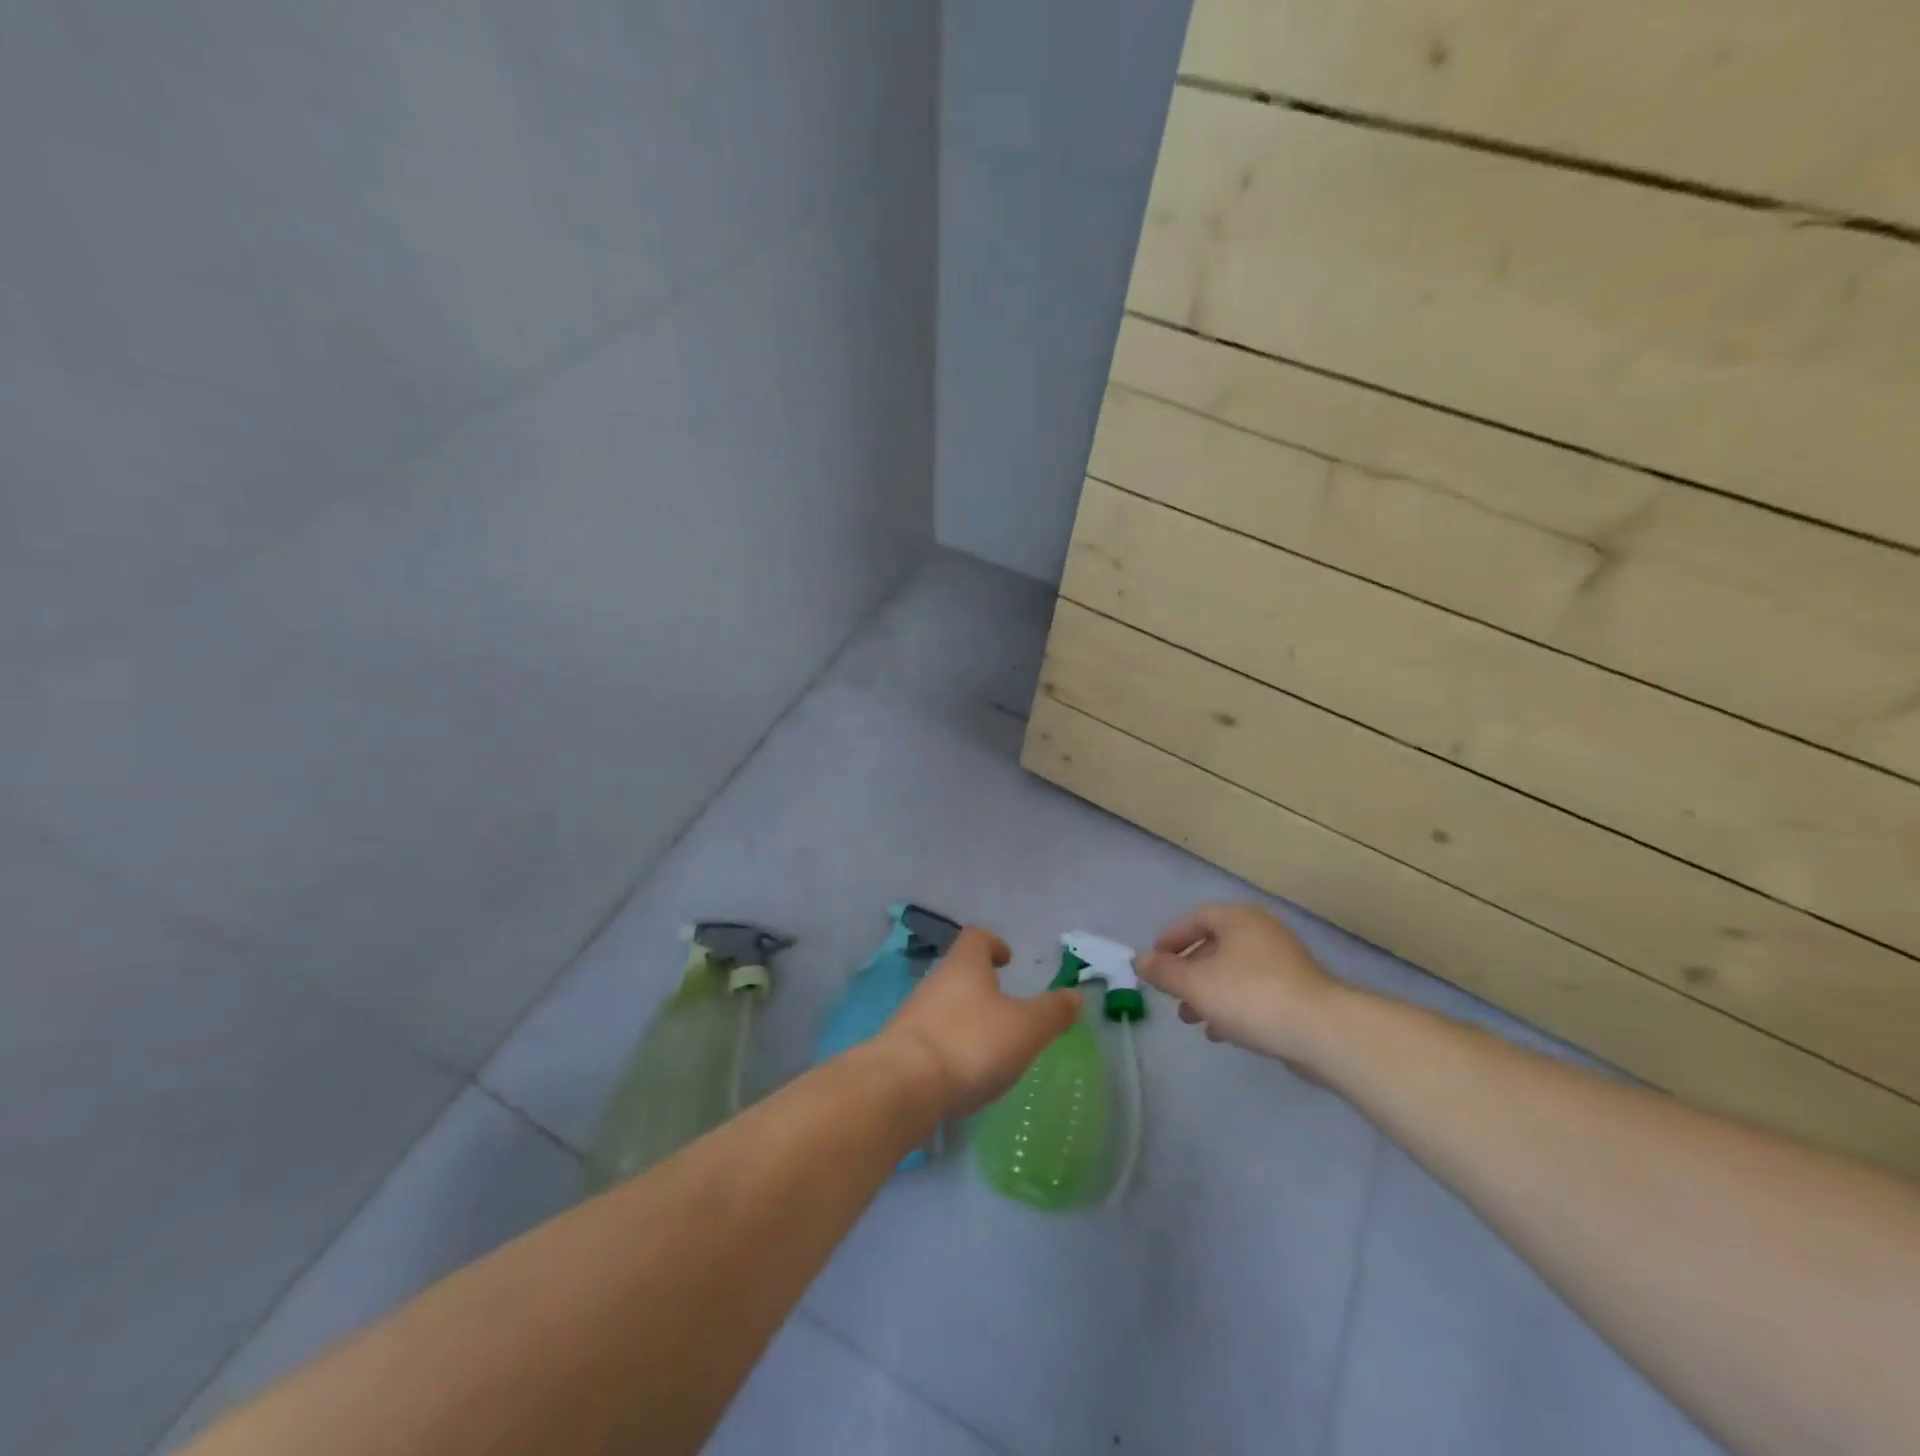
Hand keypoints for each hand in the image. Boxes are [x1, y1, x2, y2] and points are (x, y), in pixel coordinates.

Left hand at [882, 926, 1082, 1118]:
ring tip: (991, 1045)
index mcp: (965, 966)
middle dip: (982, 985)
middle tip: (1007, 1008)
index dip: (994, 943)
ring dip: (967, 1017)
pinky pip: (932, 1037)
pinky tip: (964, 1072)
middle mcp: (935, 982)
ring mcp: (913, 1015)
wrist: (902, 1086)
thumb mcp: (1026, 1028)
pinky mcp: (902, 1049)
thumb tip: (1075, 995)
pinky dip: (951, 1046)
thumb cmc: (970, 1044)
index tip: (1007, 960)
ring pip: (945, 1005)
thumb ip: (1052, 1012)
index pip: (977, 937)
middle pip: (959, 972)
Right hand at [1135, 904, 1338, 1064]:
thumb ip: (1164, 972)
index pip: (1196, 918)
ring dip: (1208, 992)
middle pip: (1215, 945)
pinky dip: (1232, 1006)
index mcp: (1238, 920)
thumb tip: (1140, 960)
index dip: (1171, 938)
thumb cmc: (1250, 996)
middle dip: (1188, 971)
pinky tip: (1220, 1033)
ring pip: (1233, 972)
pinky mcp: (1297, 993)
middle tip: (1171, 993)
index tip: (1154, 961)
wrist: (1322, 1031)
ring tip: (1190, 1019)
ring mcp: (1283, 963)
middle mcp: (1262, 933)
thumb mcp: (1195, 984)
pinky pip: (1254, 992)